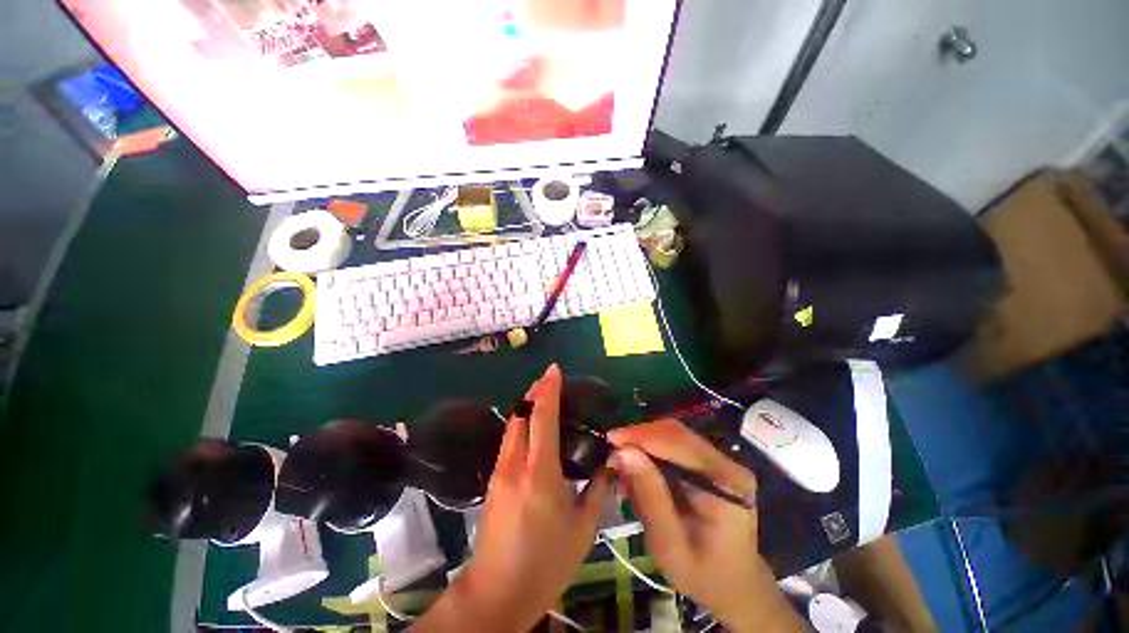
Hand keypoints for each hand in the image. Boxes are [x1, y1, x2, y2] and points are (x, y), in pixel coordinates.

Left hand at [413, 365, 611, 632]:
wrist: (497, 593)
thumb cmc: (546, 563)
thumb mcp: (583, 528)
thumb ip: (598, 489)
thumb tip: (611, 461)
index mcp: (539, 474)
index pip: (542, 418)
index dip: (548, 390)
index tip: (553, 370)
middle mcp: (515, 465)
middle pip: (520, 415)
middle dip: (534, 392)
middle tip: (550, 380)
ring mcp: (499, 472)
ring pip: (512, 426)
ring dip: (526, 406)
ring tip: (543, 397)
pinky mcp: (492, 481)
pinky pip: (508, 441)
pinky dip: (521, 425)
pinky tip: (533, 429)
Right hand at [608, 419, 806, 632]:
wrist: (736, 586)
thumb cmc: (703, 574)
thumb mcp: (670, 544)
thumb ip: (649, 496)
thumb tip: (623, 452)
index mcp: (725, 482)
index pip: (678, 443)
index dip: (641, 436)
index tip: (611, 440)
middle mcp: (726, 462)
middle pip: (675, 433)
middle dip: (639, 438)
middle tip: (612, 452)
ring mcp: (720, 460)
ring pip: (672, 435)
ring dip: (643, 445)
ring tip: (622, 465)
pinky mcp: (710, 463)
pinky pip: (675, 446)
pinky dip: (651, 453)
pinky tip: (638, 470)